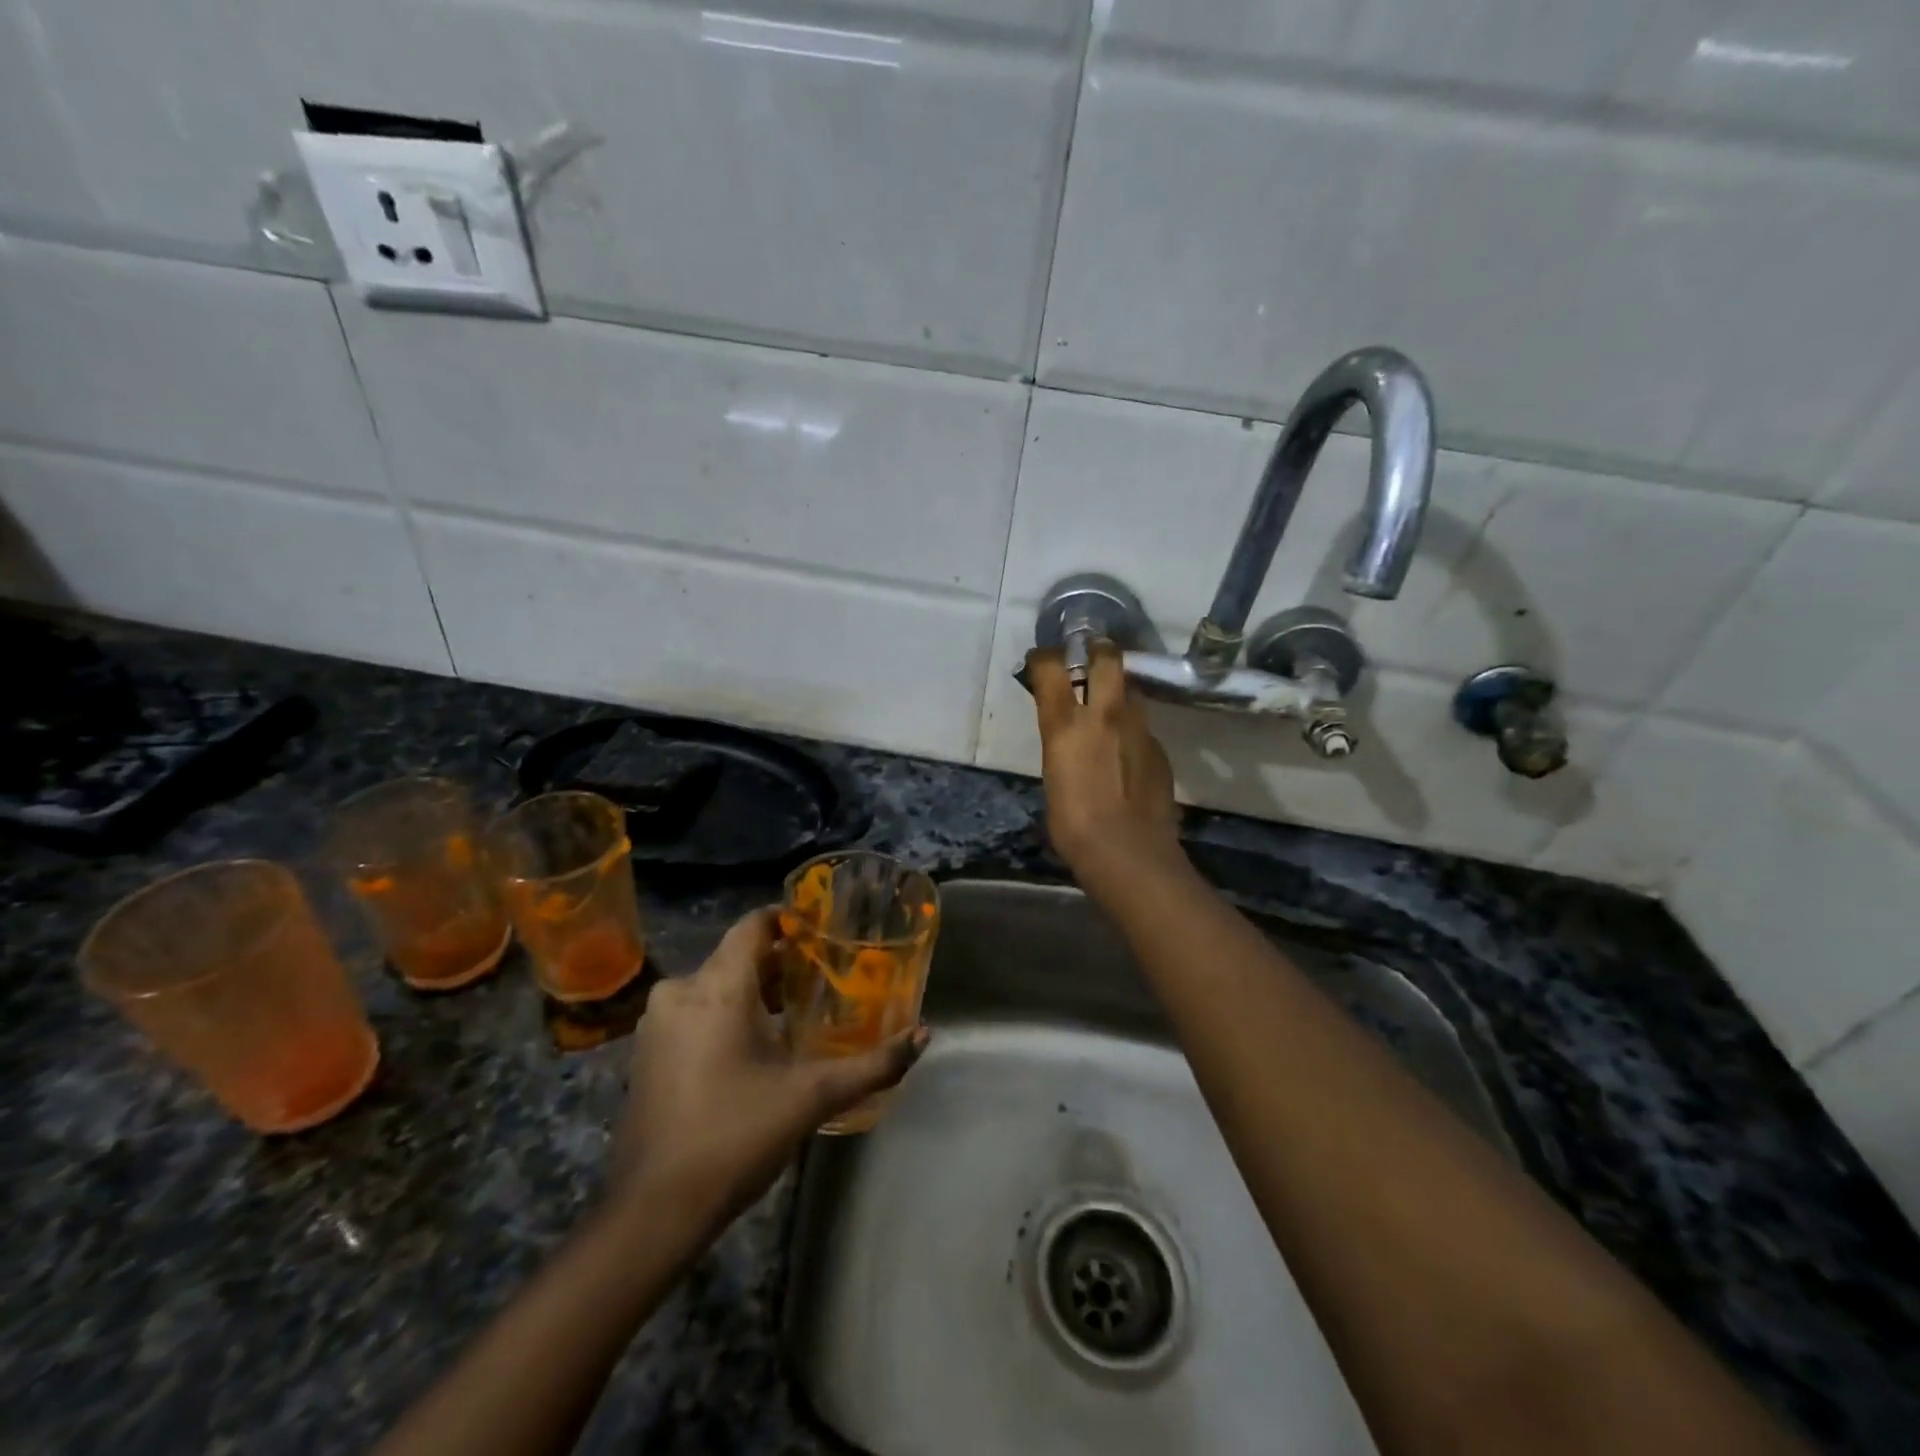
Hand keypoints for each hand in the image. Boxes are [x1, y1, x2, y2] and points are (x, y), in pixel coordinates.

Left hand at [608, 909, 927, 1227]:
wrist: (654, 1211)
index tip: (826, 931)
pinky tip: (757, 1046)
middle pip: (739, 956)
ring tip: (800, 1011)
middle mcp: (681, 991)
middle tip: (827, 976)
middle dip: (783, 963)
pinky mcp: (648, 1052)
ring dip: (756, 992)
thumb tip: (923, 1035)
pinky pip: (696, 1011)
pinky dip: (728, 1014)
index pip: (754, 923)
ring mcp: (658, 1023)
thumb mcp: (812, 1097)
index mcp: (717, 986)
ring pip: (716, 985)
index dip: (790, 919)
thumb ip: (872, 1065)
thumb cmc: (736, 1136)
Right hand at [1024, 643, 1180, 884]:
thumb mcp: (1053, 777)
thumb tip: (1069, 739)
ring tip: (1110, 708)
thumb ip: (1062, 747)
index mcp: (1065, 723)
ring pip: (1130, 691)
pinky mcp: (1159, 748)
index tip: (1041, 661)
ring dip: (1118, 691)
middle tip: (1091, 654)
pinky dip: (1132, 730)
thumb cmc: (1073, 824)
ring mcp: (1138, 728)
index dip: (1044, 658)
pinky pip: (1143, 727)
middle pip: (1106, 658)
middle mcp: (1104, 714)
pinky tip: (1127, 753)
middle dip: (1097, 650)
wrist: (1128, 851)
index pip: (1051, 667)